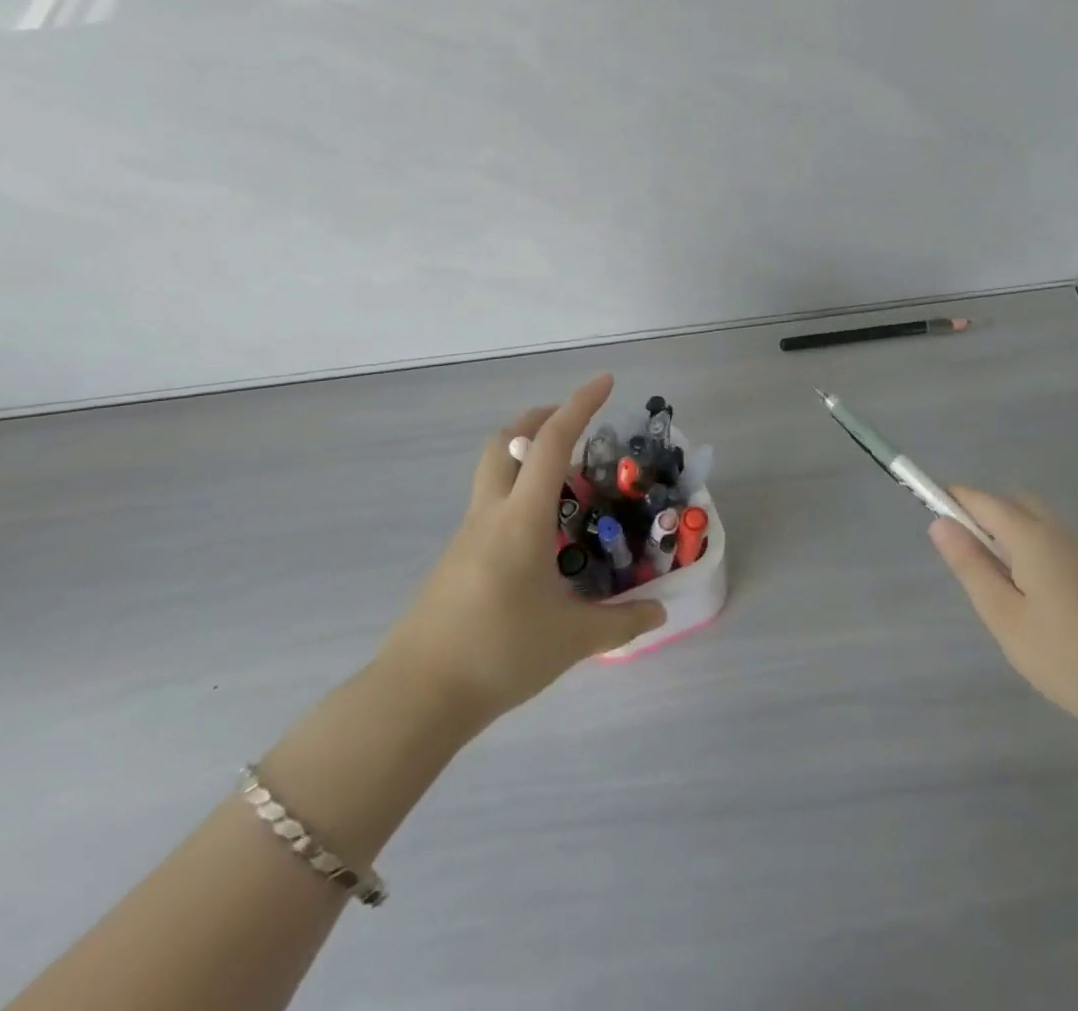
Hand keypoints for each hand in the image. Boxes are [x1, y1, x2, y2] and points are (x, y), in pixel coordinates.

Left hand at [379, 374, 666, 722]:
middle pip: (507, 441)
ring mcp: (467, 535)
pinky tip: (540, 536)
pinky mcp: (456, 560)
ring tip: (567, 483)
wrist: (417, 695)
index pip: (552, 443)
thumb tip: (660, 613)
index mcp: (521, 518)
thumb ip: (621, 622)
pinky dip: (517, 494)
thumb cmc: (499, 652)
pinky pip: (489, 505)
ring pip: (493, 471)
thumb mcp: (572, 639)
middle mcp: (491, 514)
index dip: (580, 405)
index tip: (605, 381)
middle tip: (575, 425)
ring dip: (526, 456)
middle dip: (540, 418)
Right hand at [929, 486, 1077, 738]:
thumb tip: (940, 523)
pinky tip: (1030, 599)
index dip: (950, 498)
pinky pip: (1050, 543)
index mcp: (1031, 536)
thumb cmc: (1066, 656)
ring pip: (1034, 523)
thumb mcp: (1004, 616)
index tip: (926, 510)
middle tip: (966, 558)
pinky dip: (1028, 551)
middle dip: (981, 514)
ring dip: (1006, 535)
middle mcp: (1057, 532)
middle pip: (1011, 502)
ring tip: (996, 586)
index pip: (981, 499)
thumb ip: (971, 566)